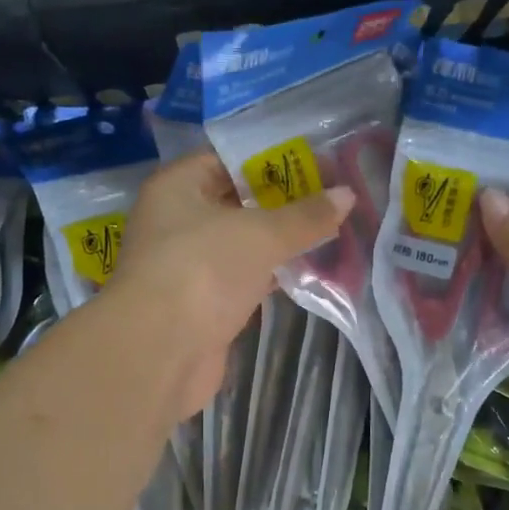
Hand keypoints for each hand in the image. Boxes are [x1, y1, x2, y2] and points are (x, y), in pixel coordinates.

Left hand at [112, 152, 350, 414]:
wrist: (160, 351)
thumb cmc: (204, 270)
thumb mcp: (261, 234)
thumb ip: (305, 215)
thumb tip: (348, 194)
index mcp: (176, 187)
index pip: (227, 159)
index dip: (271, 158)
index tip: (316, 161)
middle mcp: (176, 220)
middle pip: (235, 201)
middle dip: (281, 201)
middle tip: (331, 195)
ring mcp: (187, 264)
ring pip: (240, 242)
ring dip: (278, 240)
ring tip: (330, 228)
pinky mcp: (201, 302)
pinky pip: (242, 277)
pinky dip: (270, 273)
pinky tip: (308, 269)